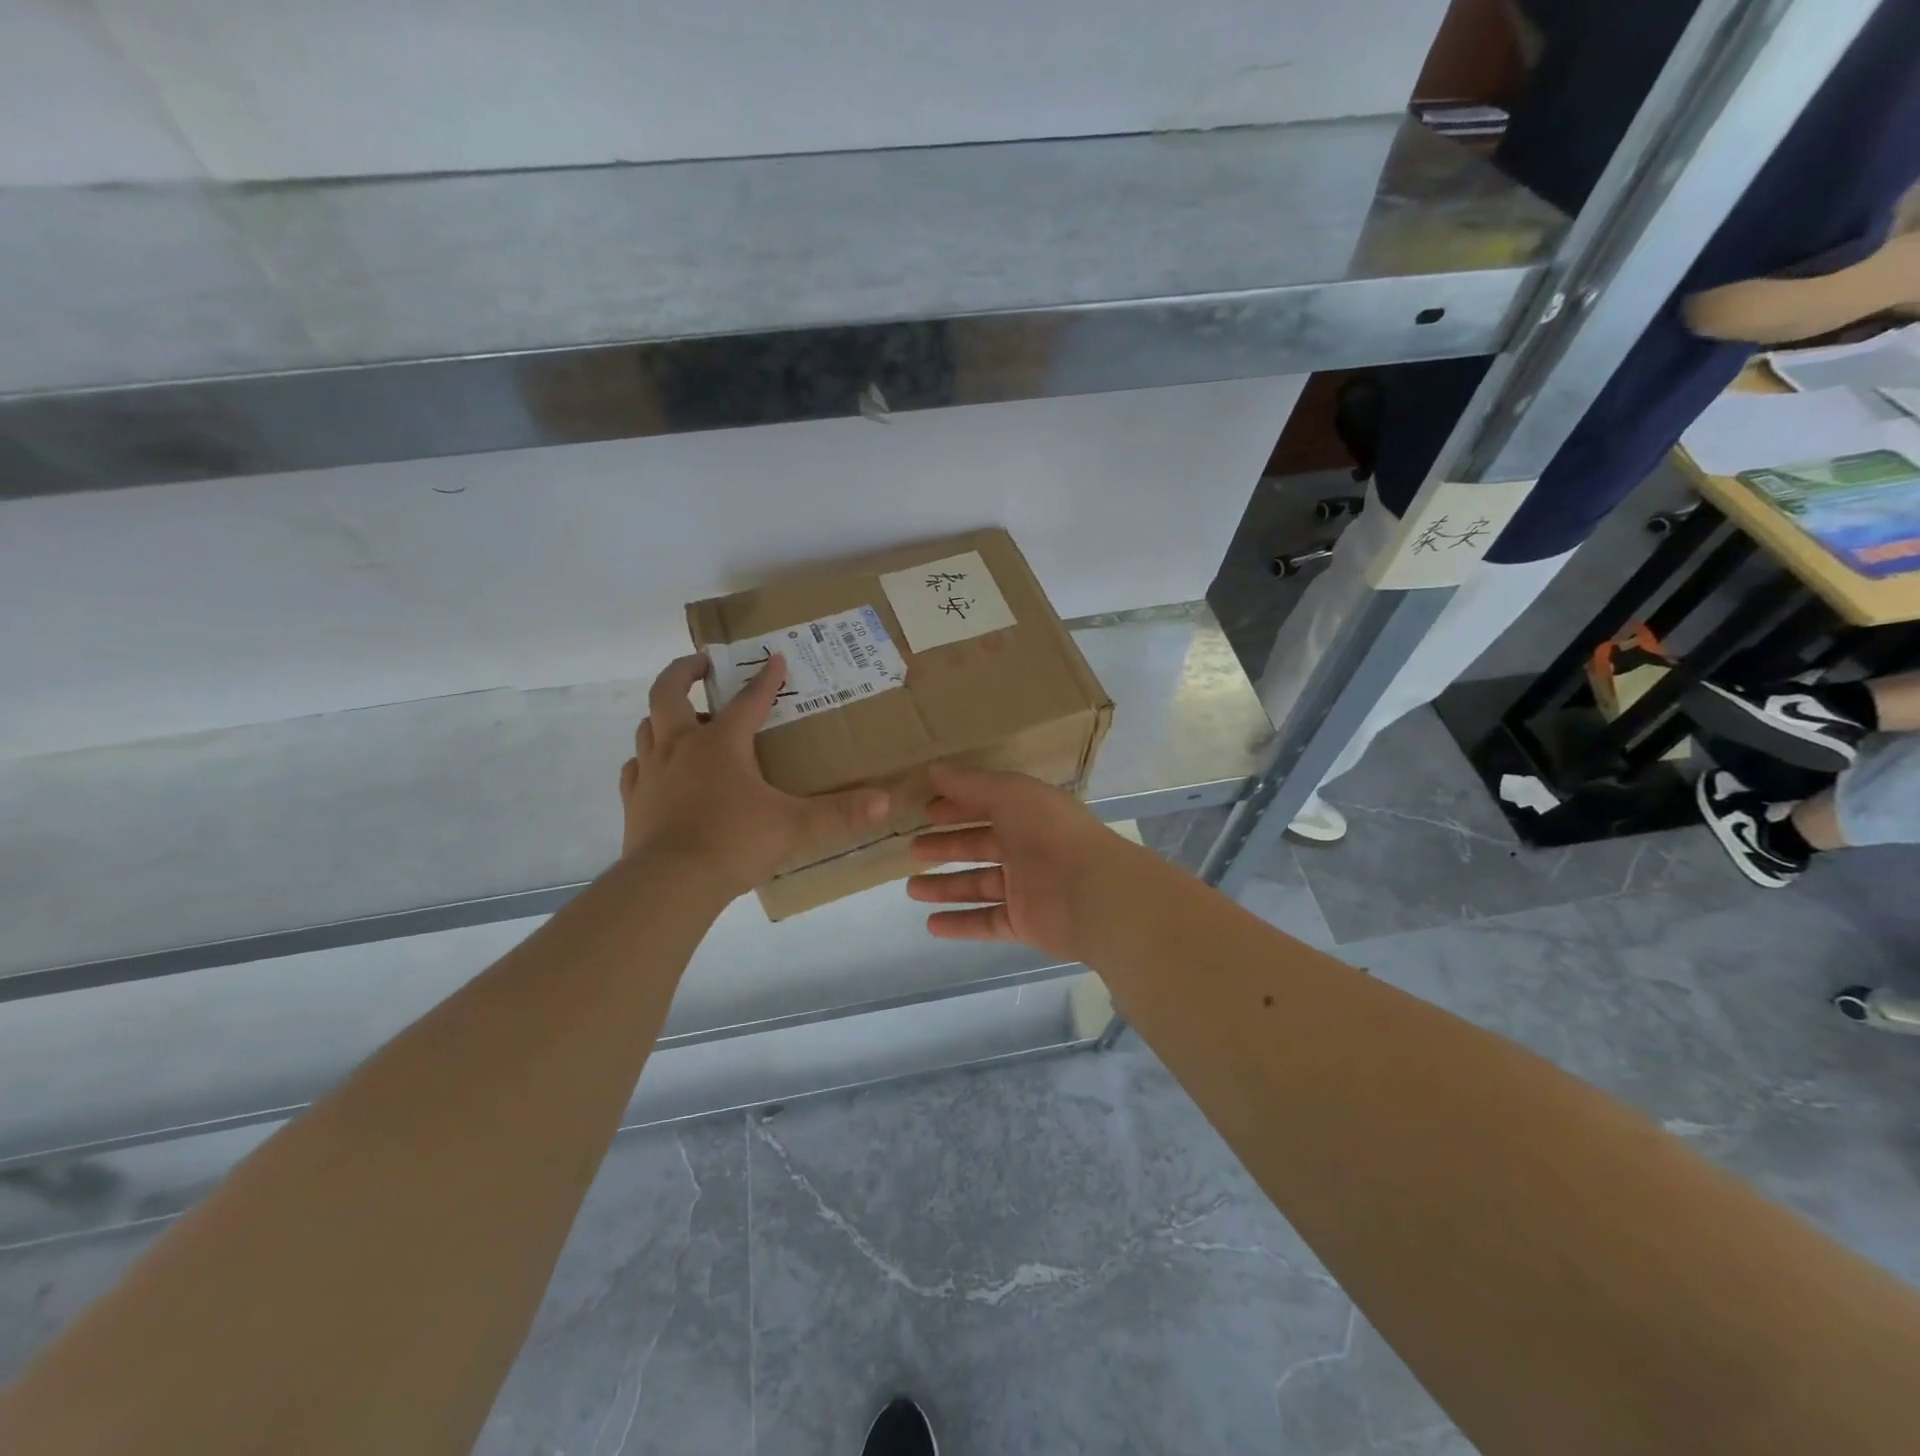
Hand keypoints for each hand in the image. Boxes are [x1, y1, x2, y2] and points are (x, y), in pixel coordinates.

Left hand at [620, 653, 889, 895]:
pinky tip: (658, 768)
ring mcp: (651, 772)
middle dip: (686, 671)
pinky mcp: (634, 800)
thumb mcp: (795, 826)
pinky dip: (647, 757)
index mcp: (720, 744)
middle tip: (703, 663)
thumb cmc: (734, 843)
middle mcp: (681, 747)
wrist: (670, 883)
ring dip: (664, 713)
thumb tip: (885, 802)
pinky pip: (636, 766)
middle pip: (669, 692)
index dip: (765, 679)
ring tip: (683, 716)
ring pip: (648, 725)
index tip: (775, 660)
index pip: (748, 701)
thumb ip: (840, 813)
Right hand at [906, 763, 1126, 962]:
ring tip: (911, 889)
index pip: (986, 807)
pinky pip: (987, 922)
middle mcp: (1028, 849)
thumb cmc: (1049, 832)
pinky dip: (960, 923)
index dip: (956, 807)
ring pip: (979, 886)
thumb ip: (971, 783)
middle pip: (980, 846)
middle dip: (946, 847)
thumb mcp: (1009, 793)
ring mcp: (1026, 889)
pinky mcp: (1025, 924)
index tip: (924, 811)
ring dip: (946, 887)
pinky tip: (931, 924)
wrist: (1092, 892)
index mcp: (1028, 814)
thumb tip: (934, 769)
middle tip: (912, 850)